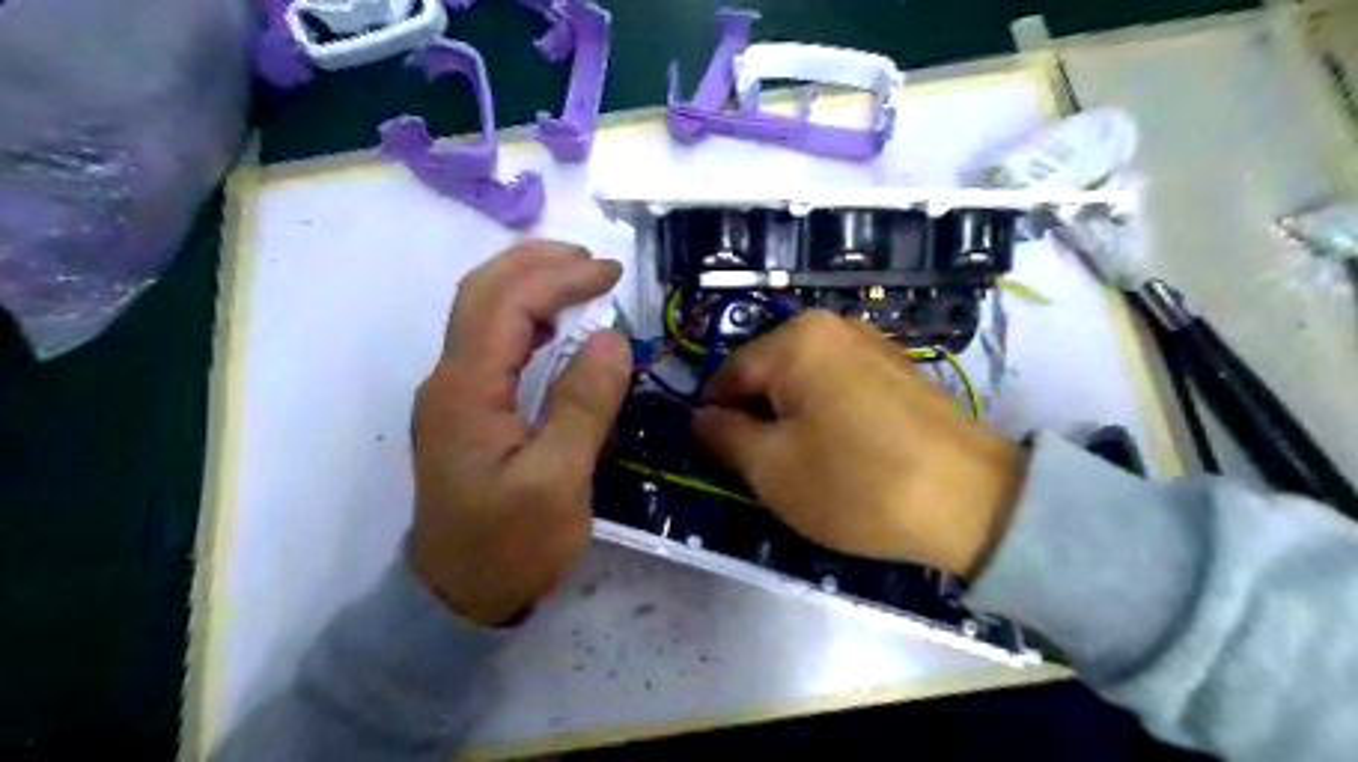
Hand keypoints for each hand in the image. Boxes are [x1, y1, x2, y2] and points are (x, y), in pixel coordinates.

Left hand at [409, 240, 630, 625]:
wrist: (458, 597)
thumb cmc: (510, 546)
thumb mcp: (557, 483)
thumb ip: (583, 406)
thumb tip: (611, 337)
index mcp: (466, 391)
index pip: (507, 304)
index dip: (560, 278)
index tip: (612, 273)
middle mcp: (449, 380)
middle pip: (482, 293)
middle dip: (537, 263)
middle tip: (594, 262)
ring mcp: (453, 393)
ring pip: (481, 312)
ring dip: (527, 282)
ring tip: (578, 276)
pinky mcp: (465, 409)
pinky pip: (490, 341)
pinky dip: (524, 315)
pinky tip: (554, 323)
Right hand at [693, 308, 1024, 575]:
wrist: (972, 503)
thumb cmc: (856, 484)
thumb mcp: (770, 468)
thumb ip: (721, 436)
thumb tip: (700, 418)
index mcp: (796, 339)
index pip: (727, 379)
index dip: (719, 425)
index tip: (732, 467)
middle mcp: (833, 326)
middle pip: (766, 377)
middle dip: (760, 423)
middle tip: (775, 473)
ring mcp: (871, 343)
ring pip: (802, 384)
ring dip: (793, 423)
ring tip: (814, 467)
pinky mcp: (898, 369)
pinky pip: (839, 388)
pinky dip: (828, 418)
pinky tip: (849, 455)